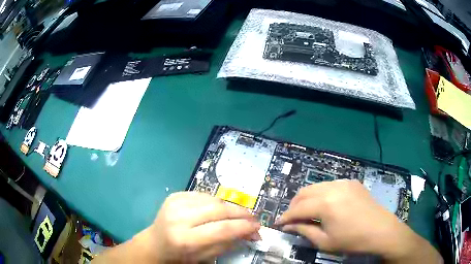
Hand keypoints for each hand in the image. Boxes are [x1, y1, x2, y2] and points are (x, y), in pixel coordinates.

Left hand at [139, 192, 260, 262]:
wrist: (155, 243)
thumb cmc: (180, 256)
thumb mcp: (205, 256)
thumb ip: (228, 243)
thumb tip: (250, 232)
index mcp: (185, 239)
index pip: (222, 229)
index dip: (244, 226)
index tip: (258, 227)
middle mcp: (179, 217)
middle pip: (219, 209)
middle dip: (241, 213)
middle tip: (253, 219)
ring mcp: (175, 203)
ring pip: (213, 199)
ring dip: (230, 207)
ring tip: (238, 215)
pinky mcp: (174, 195)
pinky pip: (203, 194)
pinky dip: (216, 202)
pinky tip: (219, 210)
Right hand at [276, 180, 442, 262]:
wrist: (382, 231)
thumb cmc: (352, 240)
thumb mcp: (325, 241)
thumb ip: (304, 231)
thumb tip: (289, 226)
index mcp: (325, 203)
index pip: (297, 208)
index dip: (286, 216)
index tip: (278, 223)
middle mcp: (333, 187)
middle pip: (304, 192)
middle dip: (294, 205)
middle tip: (292, 218)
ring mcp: (344, 182)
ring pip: (317, 186)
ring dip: (307, 198)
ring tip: (307, 211)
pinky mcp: (352, 182)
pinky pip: (331, 185)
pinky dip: (322, 194)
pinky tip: (326, 205)